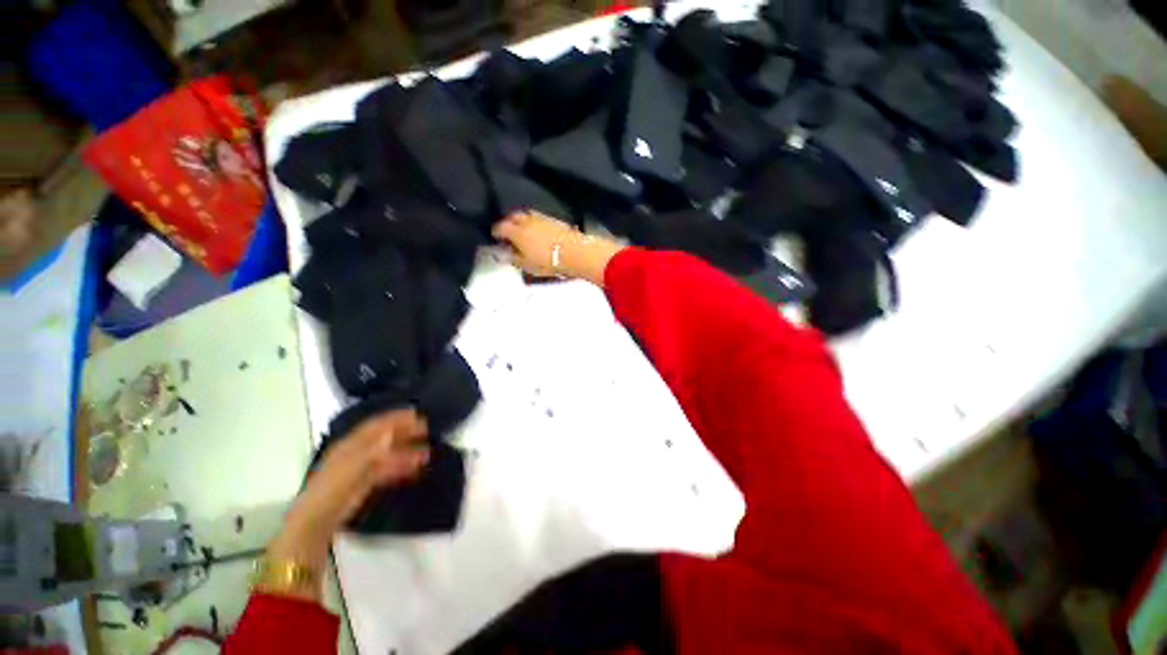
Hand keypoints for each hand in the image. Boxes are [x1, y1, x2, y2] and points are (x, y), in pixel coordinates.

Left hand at [265, 410, 428, 589]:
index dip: (396, 417)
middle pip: (384, 437)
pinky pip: (387, 470)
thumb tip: (392, 433)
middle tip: (427, 429)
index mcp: (351, 443)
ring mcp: (361, 468)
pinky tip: (415, 470)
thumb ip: (374, 450)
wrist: (317, 520)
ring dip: (407, 452)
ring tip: (427, 453)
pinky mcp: (365, 483)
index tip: (417, 413)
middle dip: (405, 432)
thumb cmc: (333, 488)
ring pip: (388, 455)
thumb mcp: (353, 467)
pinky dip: (402, 468)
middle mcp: (357, 451)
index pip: (377, 424)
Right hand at [492, 211, 624, 284]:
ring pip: (527, 215)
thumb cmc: (548, 261)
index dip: (496, 232)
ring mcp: (542, 218)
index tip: (496, 237)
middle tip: (509, 233)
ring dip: (522, 221)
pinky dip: (535, 223)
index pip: (500, 227)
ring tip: (523, 231)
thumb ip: (514, 258)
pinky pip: (539, 218)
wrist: (574, 252)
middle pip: (513, 217)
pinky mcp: (554, 220)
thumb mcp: (527, 266)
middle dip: (508, 223)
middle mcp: (527, 220)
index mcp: (516, 231)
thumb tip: (508, 254)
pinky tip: (538, 231)